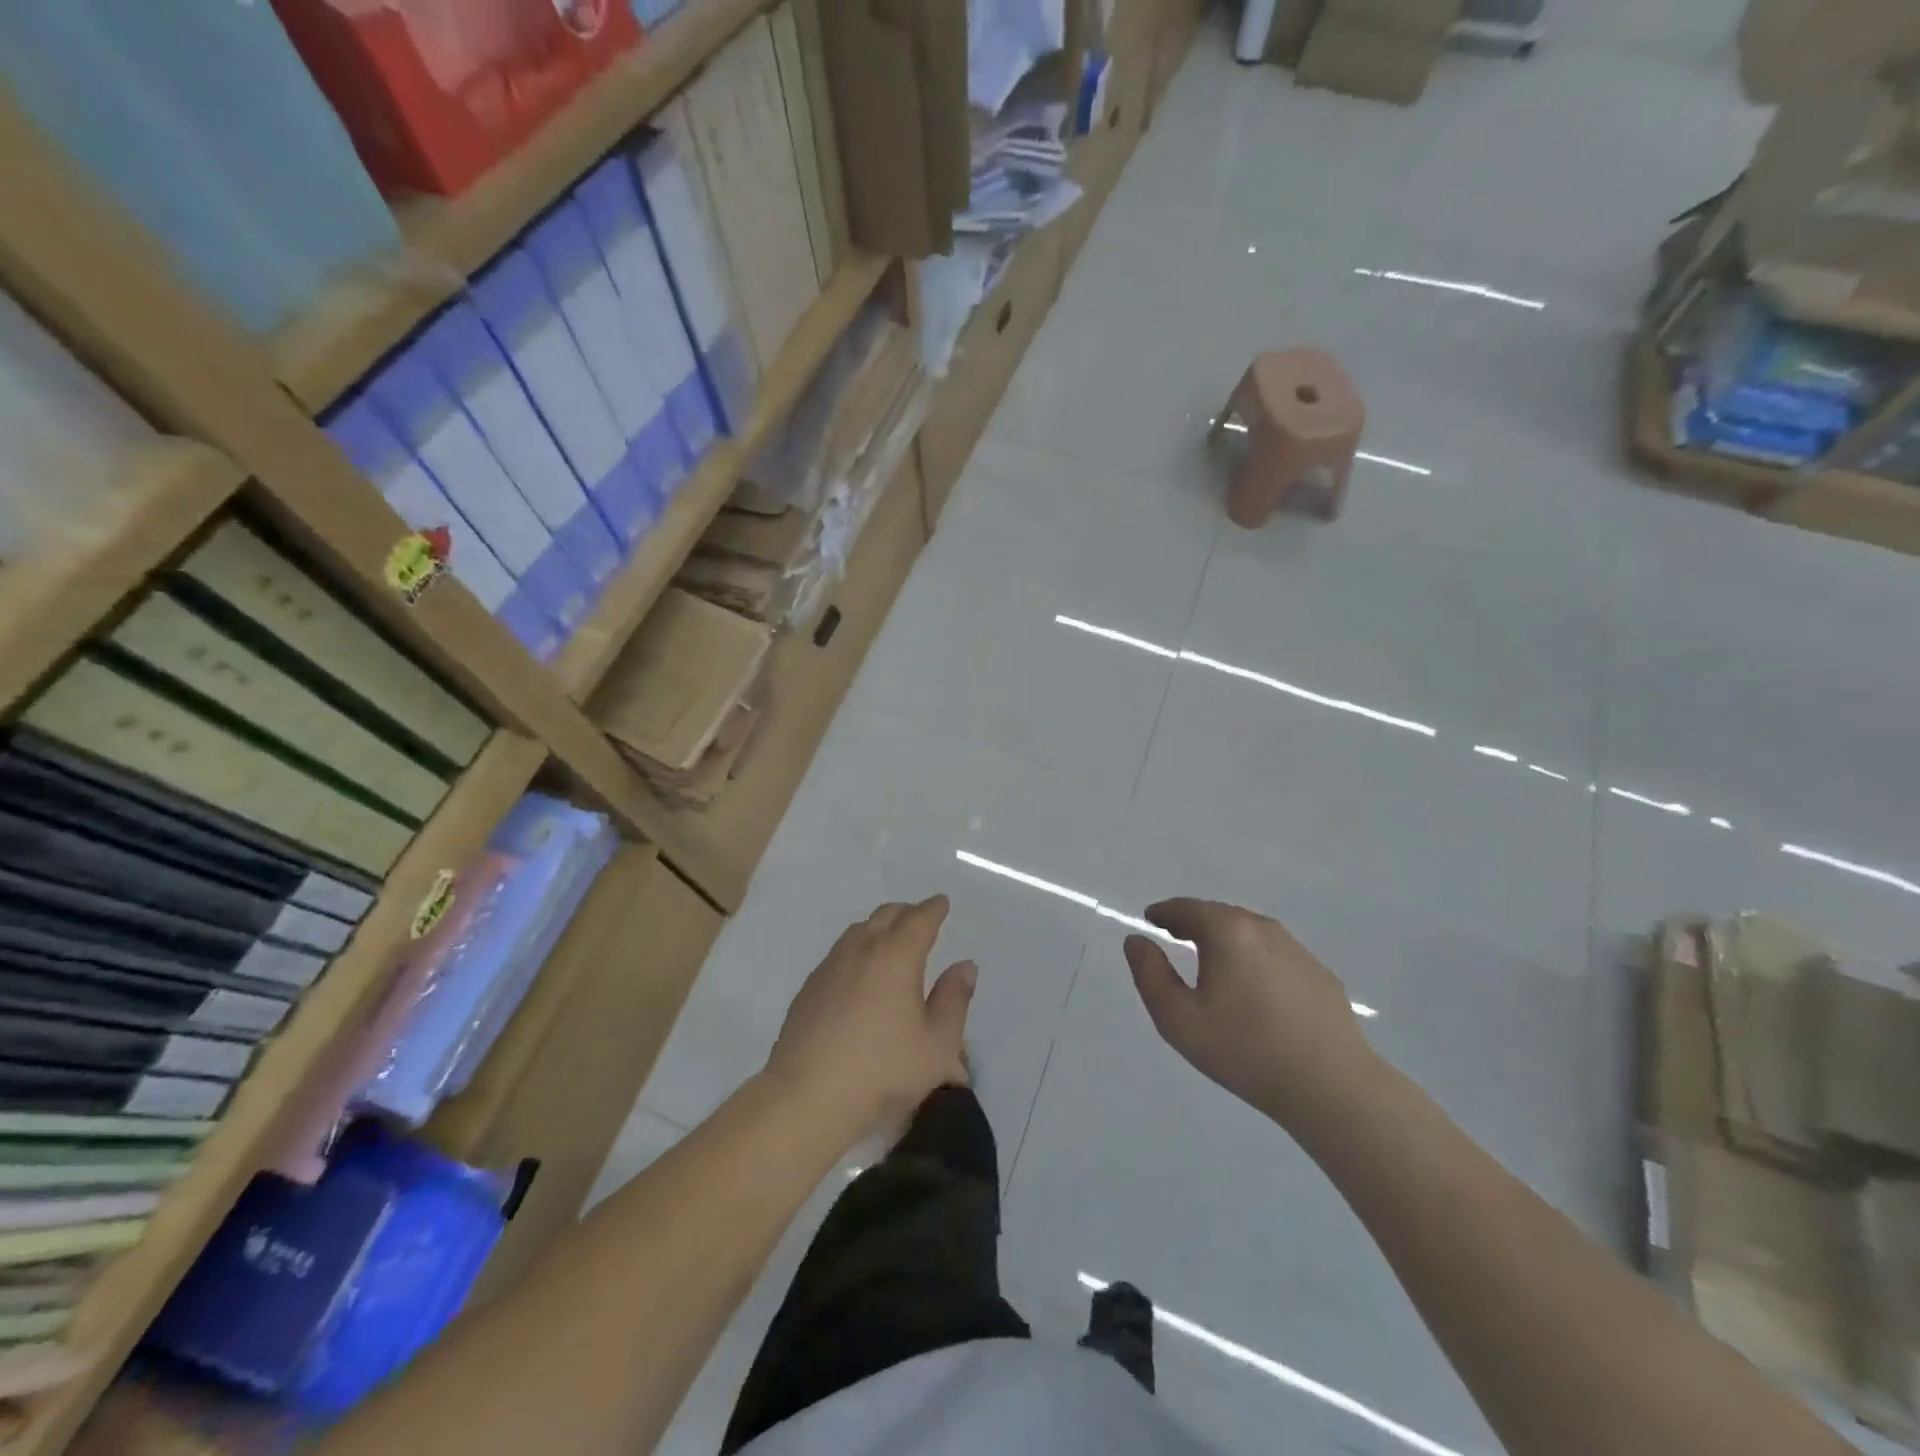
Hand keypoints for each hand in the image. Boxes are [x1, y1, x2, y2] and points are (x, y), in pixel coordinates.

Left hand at [766, 896, 976, 1134]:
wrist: (809, 1094)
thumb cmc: (883, 1069)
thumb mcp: (937, 1043)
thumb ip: (954, 1000)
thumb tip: (964, 966)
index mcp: (897, 956)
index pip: (919, 919)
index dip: (933, 909)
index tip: (941, 903)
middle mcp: (862, 950)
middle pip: (887, 915)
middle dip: (907, 912)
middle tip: (920, 919)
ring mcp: (831, 966)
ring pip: (859, 930)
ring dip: (879, 927)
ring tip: (890, 941)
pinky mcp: (810, 987)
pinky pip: (839, 952)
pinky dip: (857, 949)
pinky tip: (859, 973)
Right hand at [1124, 898, 1377, 1131]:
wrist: (1331, 1086)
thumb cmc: (1245, 1050)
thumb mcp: (1179, 1019)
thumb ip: (1150, 974)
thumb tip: (1136, 940)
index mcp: (1227, 932)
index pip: (1187, 908)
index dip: (1165, 912)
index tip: (1152, 919)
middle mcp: (1263, 929)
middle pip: (1220, 914)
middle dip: (1195, 921)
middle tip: (1176, 934)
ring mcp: (1297, 950)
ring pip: (1251, 932)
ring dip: (1227, 938)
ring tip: (1212, 959)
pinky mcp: (1319, 974)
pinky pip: (1275, 953)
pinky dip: (1255, 957)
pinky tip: (1254, 986)